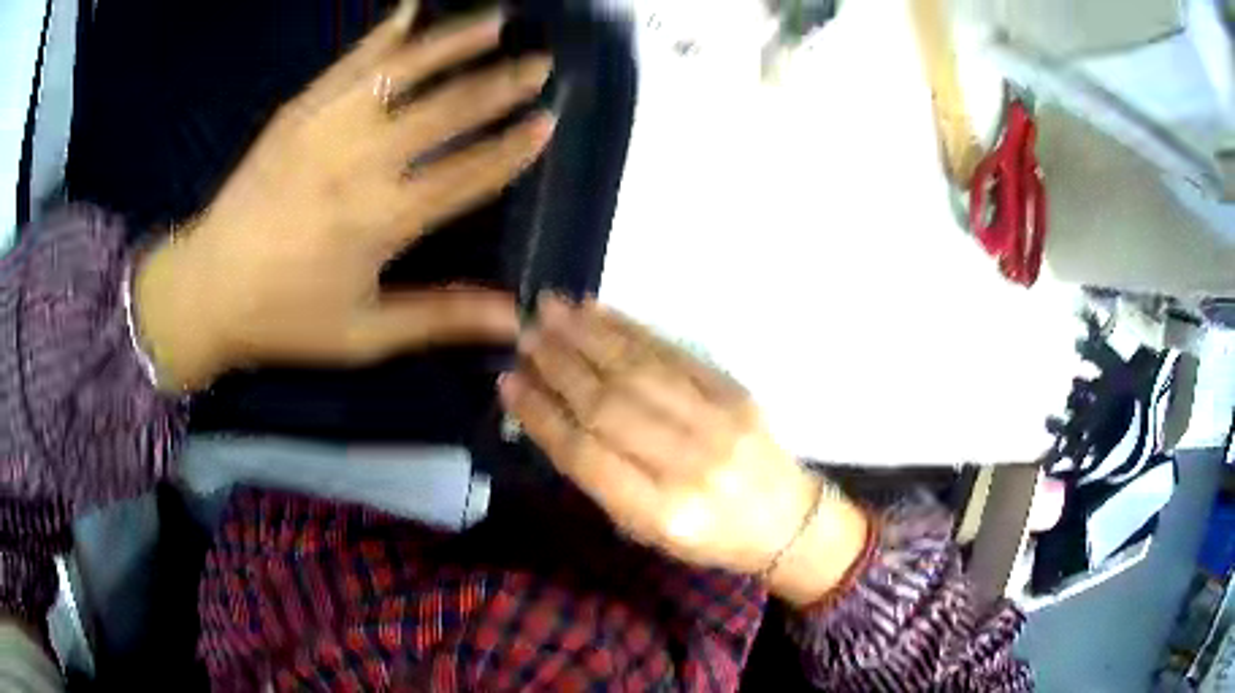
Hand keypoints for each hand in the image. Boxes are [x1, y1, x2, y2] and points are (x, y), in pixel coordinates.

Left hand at [137, 5, 553, 389]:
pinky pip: (350, 62)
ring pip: (404, 70)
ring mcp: (327, 126)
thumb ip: (439, 318)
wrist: (205, 288)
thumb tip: (515, 317)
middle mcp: (361, 161)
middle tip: (540, 63)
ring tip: (495, 20)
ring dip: (453, 41)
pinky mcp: (299, 110)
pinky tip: (409, 9)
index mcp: (382, 221)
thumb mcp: (364, 335)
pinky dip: (383, 33)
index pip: (467, 173)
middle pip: (446, 110)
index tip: (547, 122)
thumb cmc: (285, 318)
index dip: (511, 148)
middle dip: (500, 85)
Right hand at [499, 296, 869, 604]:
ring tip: (553, 309)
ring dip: (590, 336)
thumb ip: (604, 481)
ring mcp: (719, 424)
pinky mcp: (737, 394)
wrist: (789, 522)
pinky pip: (676, 355)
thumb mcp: (650, 533)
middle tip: (526, 334)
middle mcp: (690, 466)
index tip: (509, 383)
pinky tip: (602, 314)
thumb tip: (554, 418)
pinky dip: (633, 331)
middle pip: (609, 404)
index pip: (586, 455)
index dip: (542, 415)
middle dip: (560, 365)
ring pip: (640, 370)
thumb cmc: (711, 538)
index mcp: (662, 514)